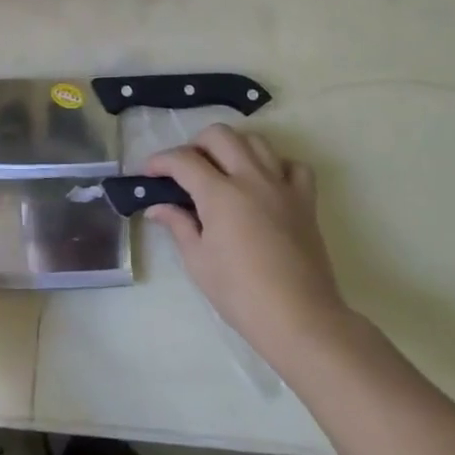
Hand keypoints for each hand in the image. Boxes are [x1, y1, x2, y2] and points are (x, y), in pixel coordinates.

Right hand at [145, 126, 350, 371]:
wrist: (299, 318)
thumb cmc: (240, 293)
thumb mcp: (198, 261)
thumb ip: (178, 225)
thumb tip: (158, 207)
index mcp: (220, 194)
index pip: (183, 160)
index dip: (160, 161)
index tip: (148, 172)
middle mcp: (251, 178)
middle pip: (220, 136)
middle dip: (195, 144)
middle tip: (185, 169)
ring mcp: (282, 186)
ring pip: (256, 141)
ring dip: (233, 147)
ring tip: (222, 169)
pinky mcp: (305, 201)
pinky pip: (293, 166)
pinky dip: (276, 165)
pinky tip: (264, 183)